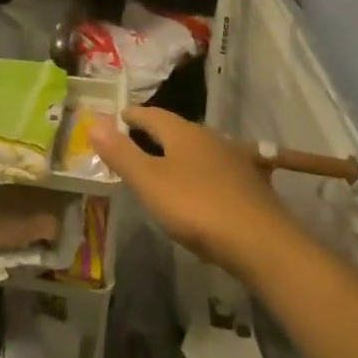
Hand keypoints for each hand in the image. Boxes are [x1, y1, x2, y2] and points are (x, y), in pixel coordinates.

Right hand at [91, 107, 288, 269]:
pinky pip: (216, 171)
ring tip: (163, 165)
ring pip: (199, 150)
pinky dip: (200, 173)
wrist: (263, 244)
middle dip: (156, 133)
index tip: (119, 117)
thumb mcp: (149, 181)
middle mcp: (211, 138)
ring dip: (179, 154)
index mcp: (183, 133)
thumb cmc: (197, 207)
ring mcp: (235, 161)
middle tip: (135, 140)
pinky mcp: (251, 186)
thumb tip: (93, 121)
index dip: (133, 115)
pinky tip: (200, 190)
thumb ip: (121, 153)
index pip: (152, 114)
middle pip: (177, 130)